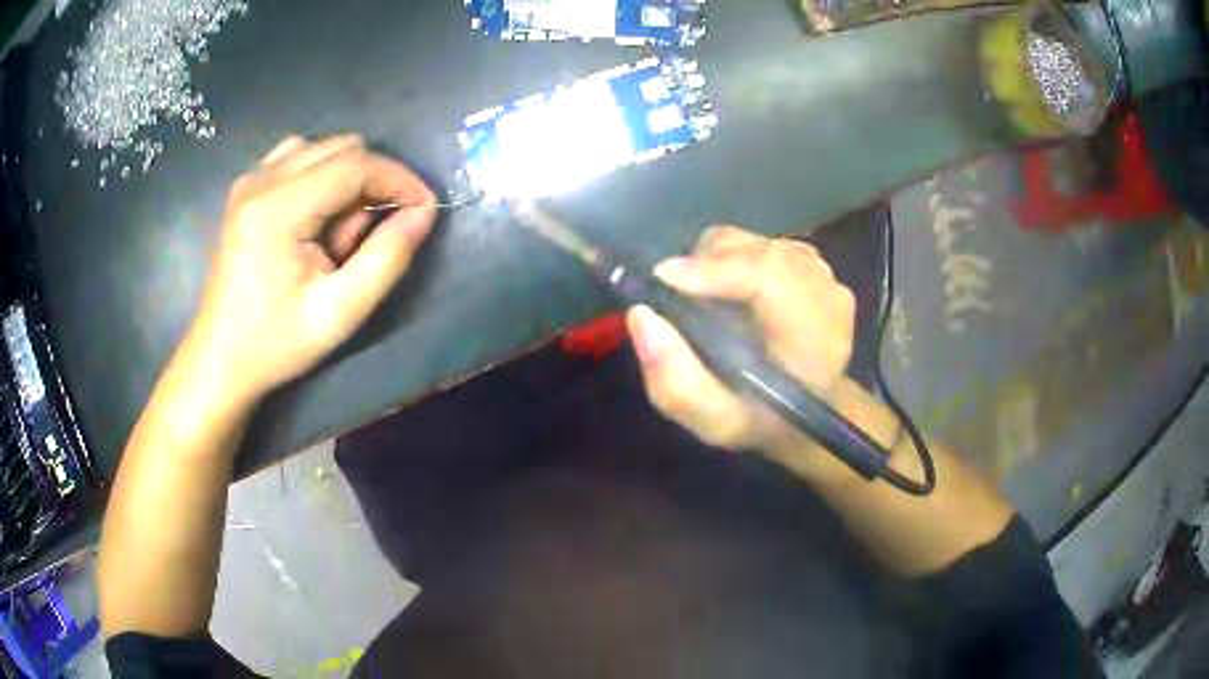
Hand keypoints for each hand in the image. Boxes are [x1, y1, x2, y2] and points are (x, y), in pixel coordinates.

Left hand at [184, 135, 436, 403]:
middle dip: (371, 182)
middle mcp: (261, 180)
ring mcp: (249, 180)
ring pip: (321, 149)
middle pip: (340, 149)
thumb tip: (423, 213)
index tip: (425, 209)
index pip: (354, 163)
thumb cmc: (275, 343)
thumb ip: (387, 258)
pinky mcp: (245, 189)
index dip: (399, 178)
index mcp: (277, 209)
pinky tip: (316, 218)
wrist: (220, 359)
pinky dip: (321, 178)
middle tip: (368, 237)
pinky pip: (298, 158)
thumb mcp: (339, 313)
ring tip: (337, 233)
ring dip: (346, 180)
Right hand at [627, 226, 856, 465]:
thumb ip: (676, 381)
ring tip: (707, 302)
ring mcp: (823, 273)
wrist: (807, 408)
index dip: (715, 269)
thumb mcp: (713, 421)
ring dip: (717, 263)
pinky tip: (731, 295)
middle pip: (756, 253)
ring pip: (752, 243)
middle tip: (676, 298)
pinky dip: (731, 260)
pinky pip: (758, 242)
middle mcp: (827, 295)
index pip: (772, 278)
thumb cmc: (761, 419)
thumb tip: (641, 316)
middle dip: (706, 266)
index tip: (664, 279)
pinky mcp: (812, 260)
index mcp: (816, 341)